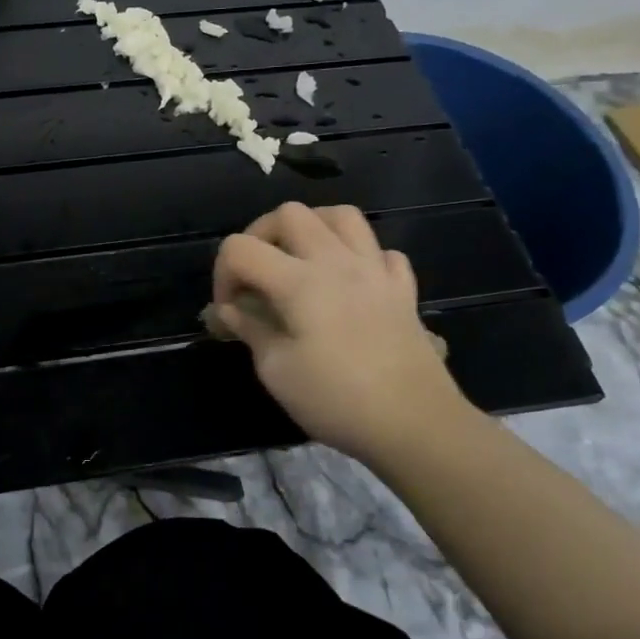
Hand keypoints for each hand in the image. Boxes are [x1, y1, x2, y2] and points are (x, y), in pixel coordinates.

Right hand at [210, 202, 472, 463]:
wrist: (416, 424)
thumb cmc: (337, 400)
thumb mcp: (277, 371)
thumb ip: (250, 330)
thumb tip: (228, 311)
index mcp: (298, 281)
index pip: (241, 248)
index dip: (222, 274)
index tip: (229, 310)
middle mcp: (336, 261)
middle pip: (290, 214)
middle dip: (261, 235)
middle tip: (257, 273)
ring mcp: (375, 270)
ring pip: (342, 216)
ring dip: (313, 227)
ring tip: (301, 258)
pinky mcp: (403, 289)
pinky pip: (381, 251)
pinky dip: (360, 256)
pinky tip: (352, 281)